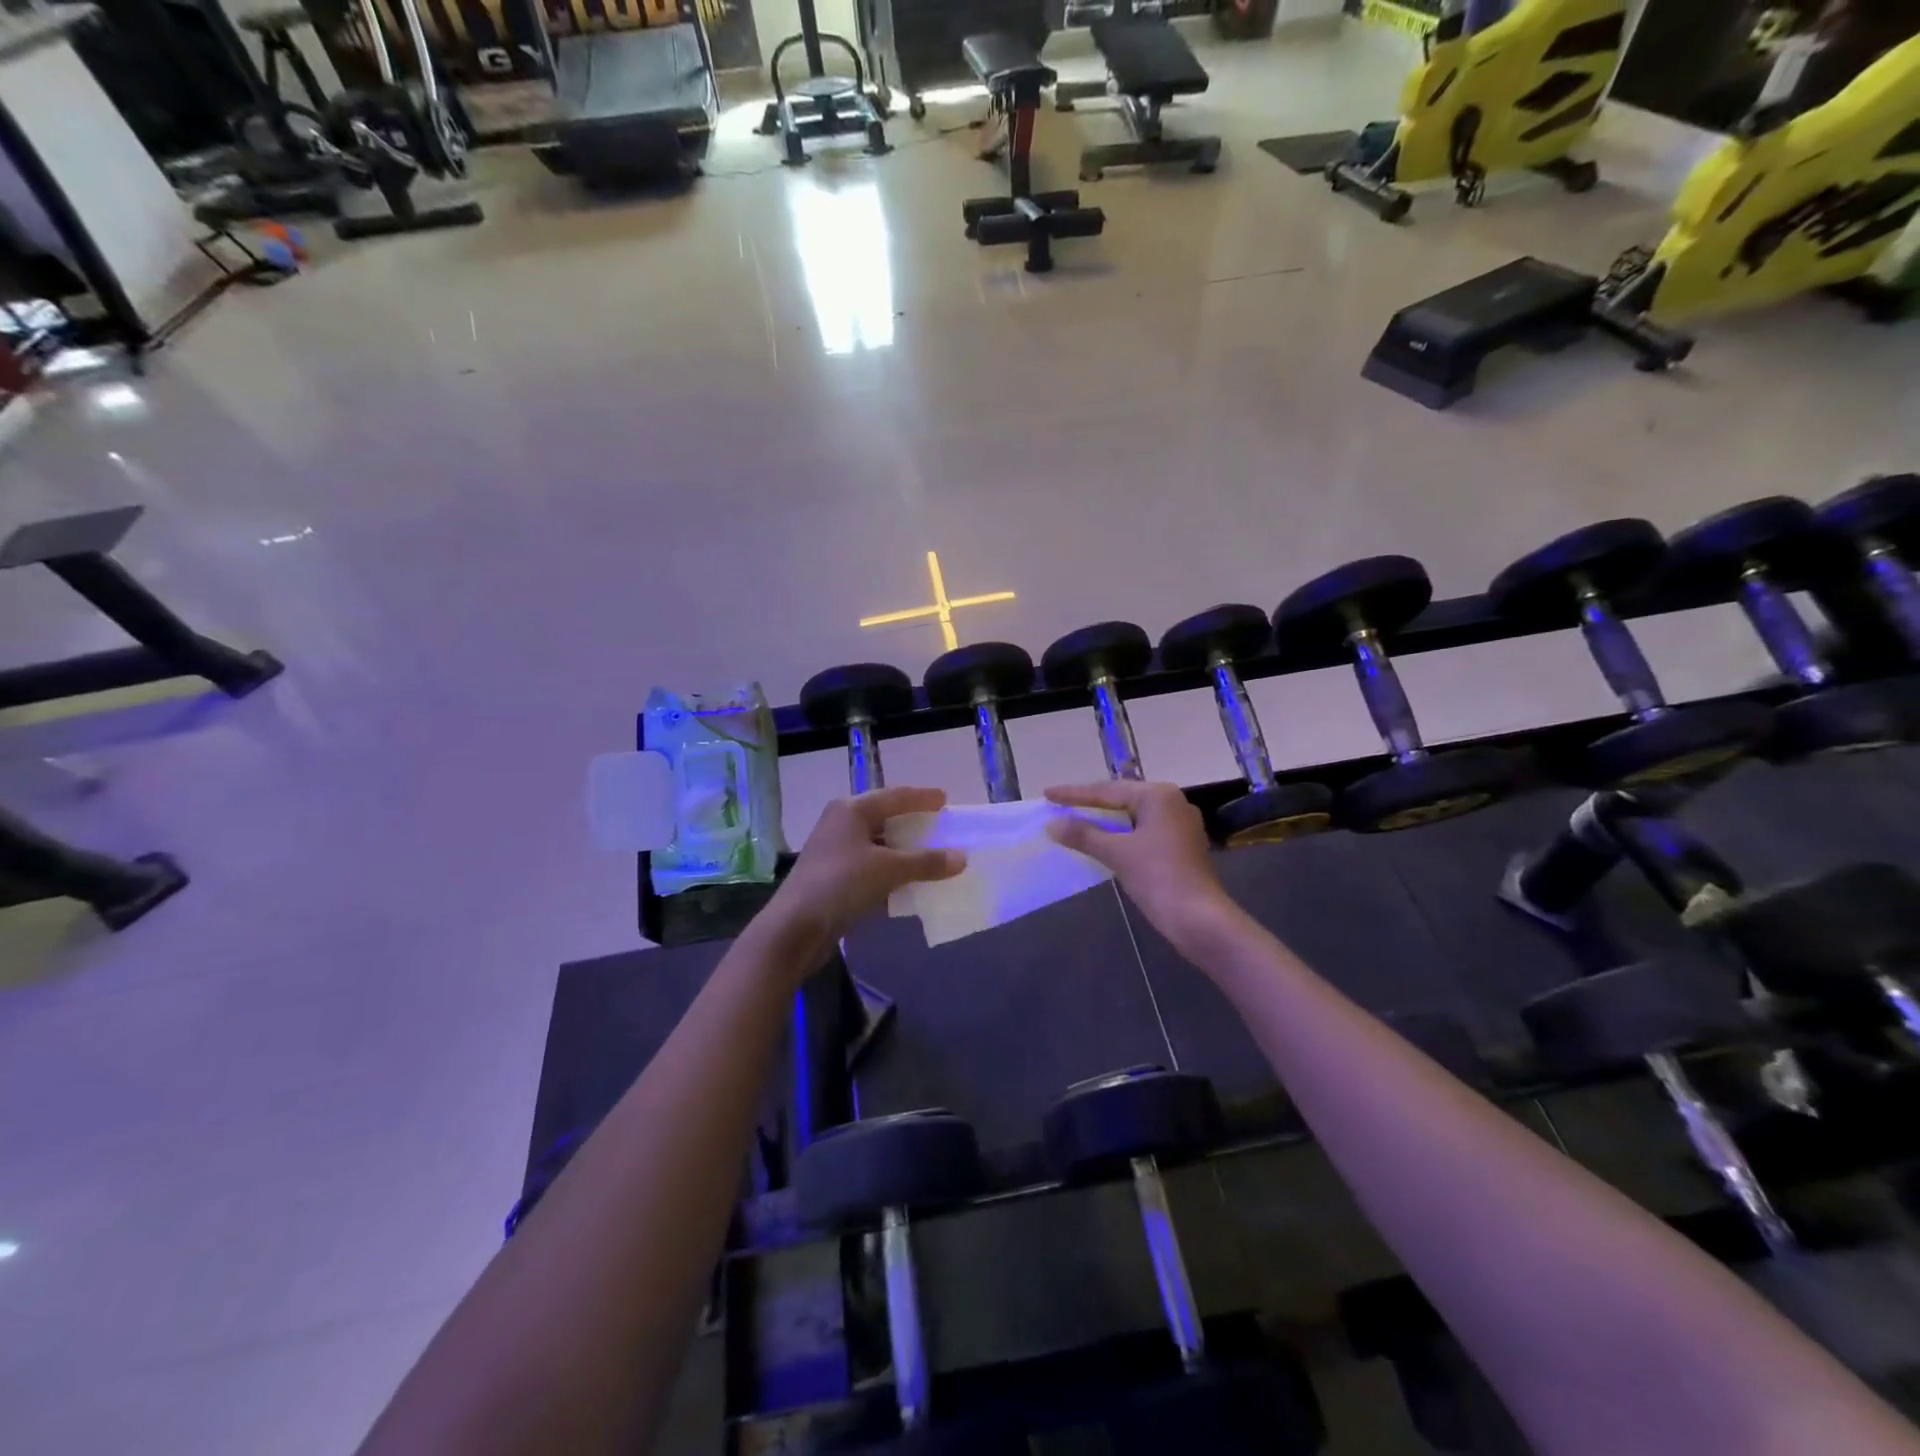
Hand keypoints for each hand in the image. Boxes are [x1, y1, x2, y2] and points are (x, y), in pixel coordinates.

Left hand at [760, 786, 965, 966]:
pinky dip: (891, 870)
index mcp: (851, 810)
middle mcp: (841, 824)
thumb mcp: (889, 869)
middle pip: (884, 817)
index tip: (945, 799)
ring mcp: (835, 850)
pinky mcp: (834, 876)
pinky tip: (908, 881)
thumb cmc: (841, 884)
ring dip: (903, 850)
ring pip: (877, 844)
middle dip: (913, 823)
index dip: (921, 798)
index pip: (895, 796)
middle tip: (940, 826)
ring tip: (931, 854)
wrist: (795, 927)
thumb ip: (926, 862)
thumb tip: (962, 857)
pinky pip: (871, 865)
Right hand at [1046, 781, 1240, 953]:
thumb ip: (1083, 835)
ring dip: (1104, 820)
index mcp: (1158, 796)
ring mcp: (1179, 825)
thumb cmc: (1158, 878)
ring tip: (1074, 819)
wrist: (1198, 919)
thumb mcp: (1116, 853)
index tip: (1047, 794)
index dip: (1074, 794)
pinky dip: (1119, 834)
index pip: (1107, 791)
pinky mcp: (1179, 846)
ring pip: (1131, 816)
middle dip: (1090, 803)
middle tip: (1059, 804)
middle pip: (1121, 799)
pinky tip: (1101, 840)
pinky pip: (1141, 831)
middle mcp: (1171, 802)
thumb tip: (1053, 824)